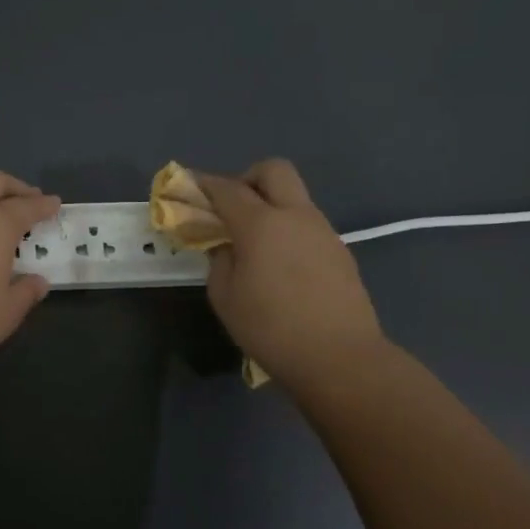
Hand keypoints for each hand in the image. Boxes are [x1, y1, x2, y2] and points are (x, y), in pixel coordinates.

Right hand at [200, 159, 387, 391]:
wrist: (341, 358)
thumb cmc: (271, 328)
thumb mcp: (225, 297)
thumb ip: (219, 260)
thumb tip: (226, 246)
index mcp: (261, 224)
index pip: (226, 188)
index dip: (203, 183)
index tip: (188, 186)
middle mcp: (295, 216)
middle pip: (273, 170)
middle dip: (247, 179)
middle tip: (232, 209)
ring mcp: (323, 231)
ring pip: (294, 198)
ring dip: (271, 206)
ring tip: (255, 244)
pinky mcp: (340, 251)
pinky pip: (307, 225)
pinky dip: (288, 231)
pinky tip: (281, 266)